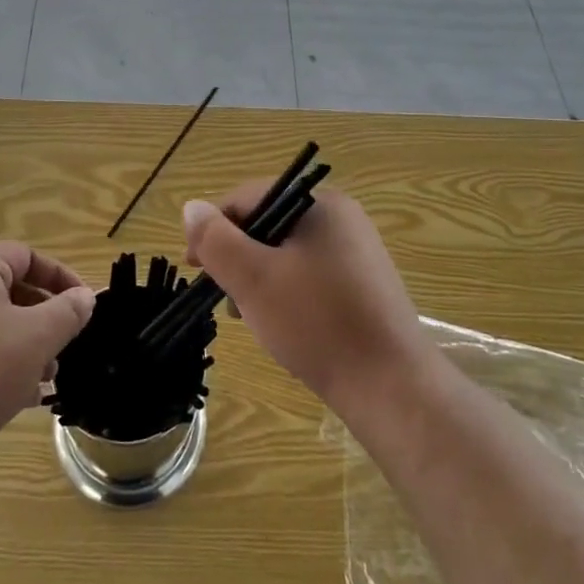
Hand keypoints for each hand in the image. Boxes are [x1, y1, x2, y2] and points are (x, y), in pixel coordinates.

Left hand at [0, 242, 95, 474]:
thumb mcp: (36, 340)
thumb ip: (67, 313)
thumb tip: (85, 297)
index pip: (26, 256)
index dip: (60, 277)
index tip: (83, 306)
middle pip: (5, 290)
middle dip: (41, 319)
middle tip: (62, 349)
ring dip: (19, 346)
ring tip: (40, 381)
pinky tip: (9, 399)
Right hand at [183, 183, 432, 411]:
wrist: (391, 386)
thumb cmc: (316, 323)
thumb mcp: (254, 278)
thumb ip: (216, 240)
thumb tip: (191, 207)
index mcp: (319, 203)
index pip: (249, 197)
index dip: (214, 229)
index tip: (194, 269)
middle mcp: (342, 218)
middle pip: (269, 223)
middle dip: (238, 257)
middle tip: (224, 298)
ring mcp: (356, 251)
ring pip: (287, 252)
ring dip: (259, 278)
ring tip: (251, 318)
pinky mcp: (363, 284)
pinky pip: (310, 274)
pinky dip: (286, 292)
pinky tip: (283, 325)